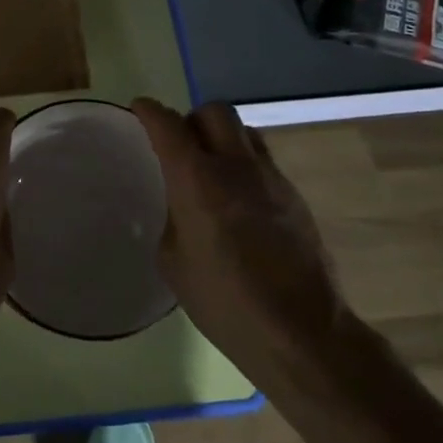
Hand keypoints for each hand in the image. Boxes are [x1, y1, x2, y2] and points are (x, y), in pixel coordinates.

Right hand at [131, 98, 348, 374]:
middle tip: (181, 144)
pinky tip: (240, 202)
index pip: (167, 124)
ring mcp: (271, 178)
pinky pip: (264, 162)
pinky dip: (245, 167)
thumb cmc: (226, 303)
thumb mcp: (174, 263)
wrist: (303, 333)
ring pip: (244, 132)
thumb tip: (180, 208)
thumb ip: (173, 219)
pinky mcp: (295, 197)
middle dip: (192, 119)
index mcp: (197, 179)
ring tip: (213, 168)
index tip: (139, 109)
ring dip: (223, 138)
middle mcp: (235, 166)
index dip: (149, 111)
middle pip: (214, 111)